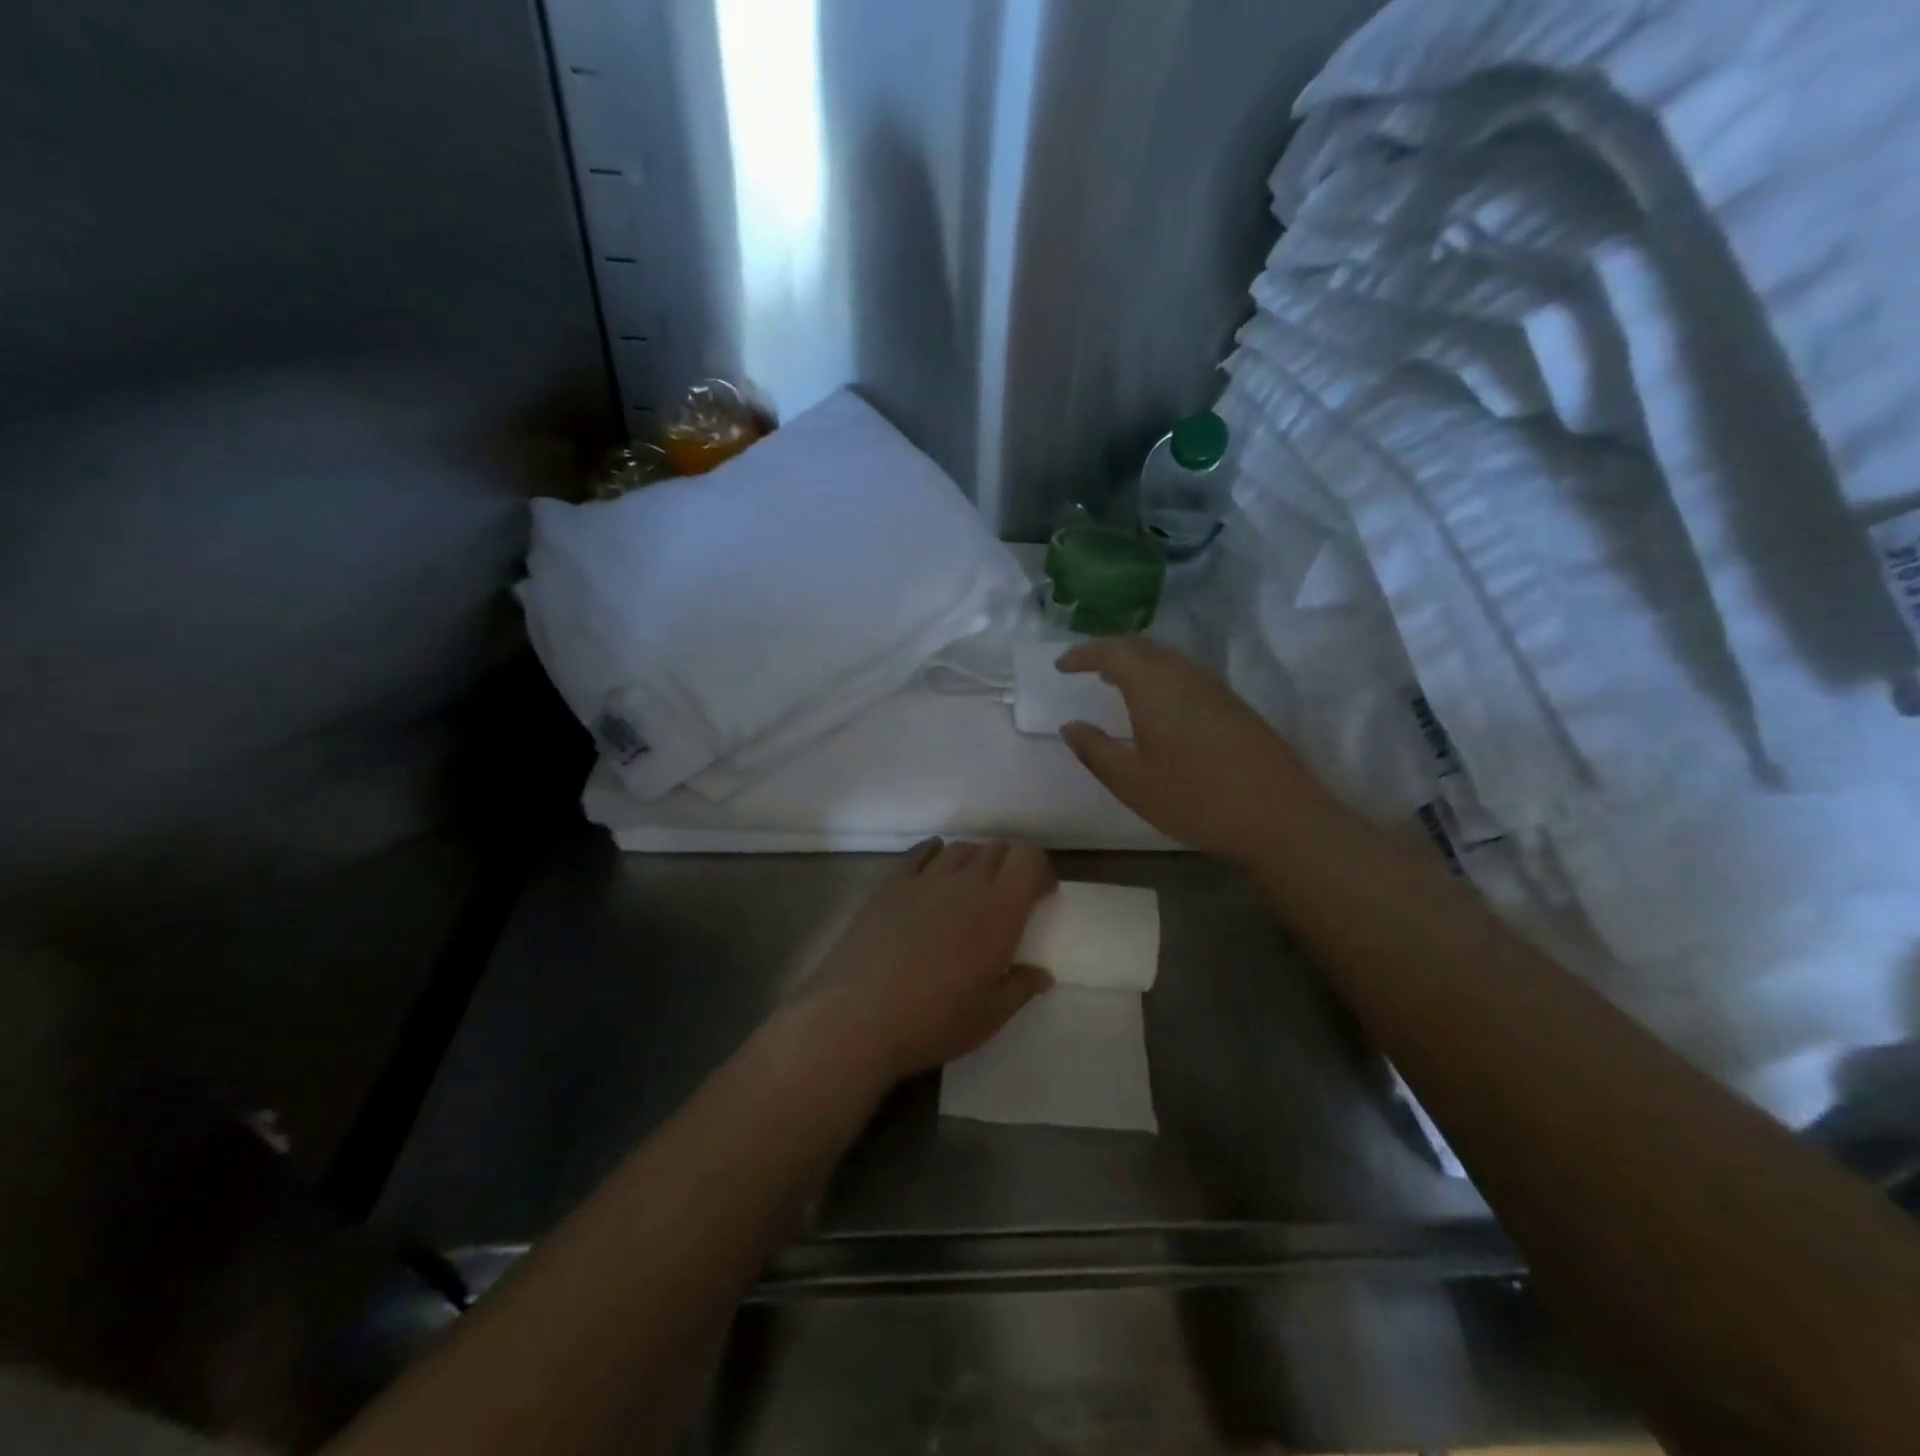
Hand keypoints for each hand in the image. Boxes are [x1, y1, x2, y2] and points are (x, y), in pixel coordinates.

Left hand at [792, 839, 1056, 1086]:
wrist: (857, 1016)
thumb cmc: (933, 1020)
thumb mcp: (989, 1016)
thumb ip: (1020, 988)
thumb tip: (1042, 974)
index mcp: (999, 911)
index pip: (1028, 858)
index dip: (1039, 869)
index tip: (1040, 896)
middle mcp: (965, 883)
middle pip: (996, 849)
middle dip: (1010, 866)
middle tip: (1008, 898)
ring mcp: (925, 879)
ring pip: (961, 848)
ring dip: (975, 861)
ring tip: (971, 890)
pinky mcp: (891, 884)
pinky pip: (921, 853)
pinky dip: (936, 853)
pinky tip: (935, 869)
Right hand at [1057, 637, 1321, 864]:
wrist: (1280, 816)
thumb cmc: (1195, 798)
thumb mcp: (1132, 782)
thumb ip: (1095, 750)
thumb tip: (1071, 726)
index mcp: (1155, 686)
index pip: (1113, 651)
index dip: (1083, 654)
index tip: (1061, 666)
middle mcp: (1185, 675)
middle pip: (1142, 646)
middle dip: (1109, 651)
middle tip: (1084, 668)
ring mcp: (1214, 687)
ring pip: (1167, 658)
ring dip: (1136, 662)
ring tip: (1113, 682)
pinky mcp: (1233, 704)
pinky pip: (1184, 674)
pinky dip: (1158, 676)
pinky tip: (1154, 704)